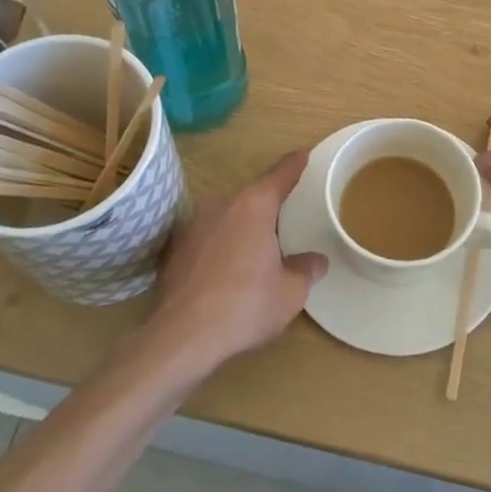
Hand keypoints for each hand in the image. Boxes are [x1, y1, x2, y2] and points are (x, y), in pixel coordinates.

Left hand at [150, 151, 325, 366]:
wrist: (180, 337)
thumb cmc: (244, 306)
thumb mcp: (289, 293)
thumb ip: (305, 270)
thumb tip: (316, 261)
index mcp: (254, 206)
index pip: (279, 175)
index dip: (294, 165)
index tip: (303, 154)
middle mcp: (221, 205)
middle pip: (251, 197)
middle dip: (266, 208)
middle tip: (283, 224)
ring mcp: (192, 225)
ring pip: (226, 217)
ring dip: (240, 229)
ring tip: (253, 254)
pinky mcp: (173, 249)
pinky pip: (206, 238)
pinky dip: (218, 247)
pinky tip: (224, 273)